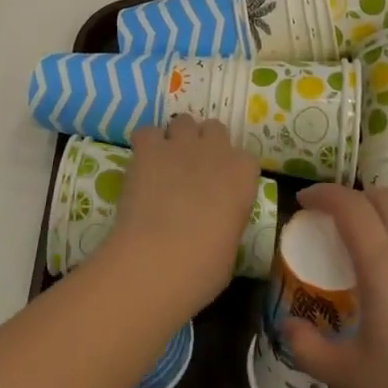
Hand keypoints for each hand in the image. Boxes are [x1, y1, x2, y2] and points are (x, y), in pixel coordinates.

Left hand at [102, 117, 261, 316]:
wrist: (158, 259)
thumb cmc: (204, 266)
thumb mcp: (231, 244)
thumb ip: (228, 218)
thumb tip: (216, 220)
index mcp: (243, 175)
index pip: (245, 158)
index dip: (231, 171)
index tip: (221, 188)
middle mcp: (216, 150)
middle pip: (215, 129)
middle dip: (205, 144)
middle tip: (193, 170)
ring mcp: (181, 144)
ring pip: (183, 122)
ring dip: (177, 138)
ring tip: (166, 163)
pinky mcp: (148, 148)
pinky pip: (147, 132)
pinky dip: (145, 144)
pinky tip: (142, 163)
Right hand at [284, 184, 387, 387]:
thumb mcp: (350, 376)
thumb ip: (309, 348)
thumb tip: (289, 327)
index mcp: (384, 263)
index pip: (350, 204)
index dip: (323, 194)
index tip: (303, 201)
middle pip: (385, 199)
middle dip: (354, 199)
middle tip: (330, 223)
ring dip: (381, 225)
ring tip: (361, 263)